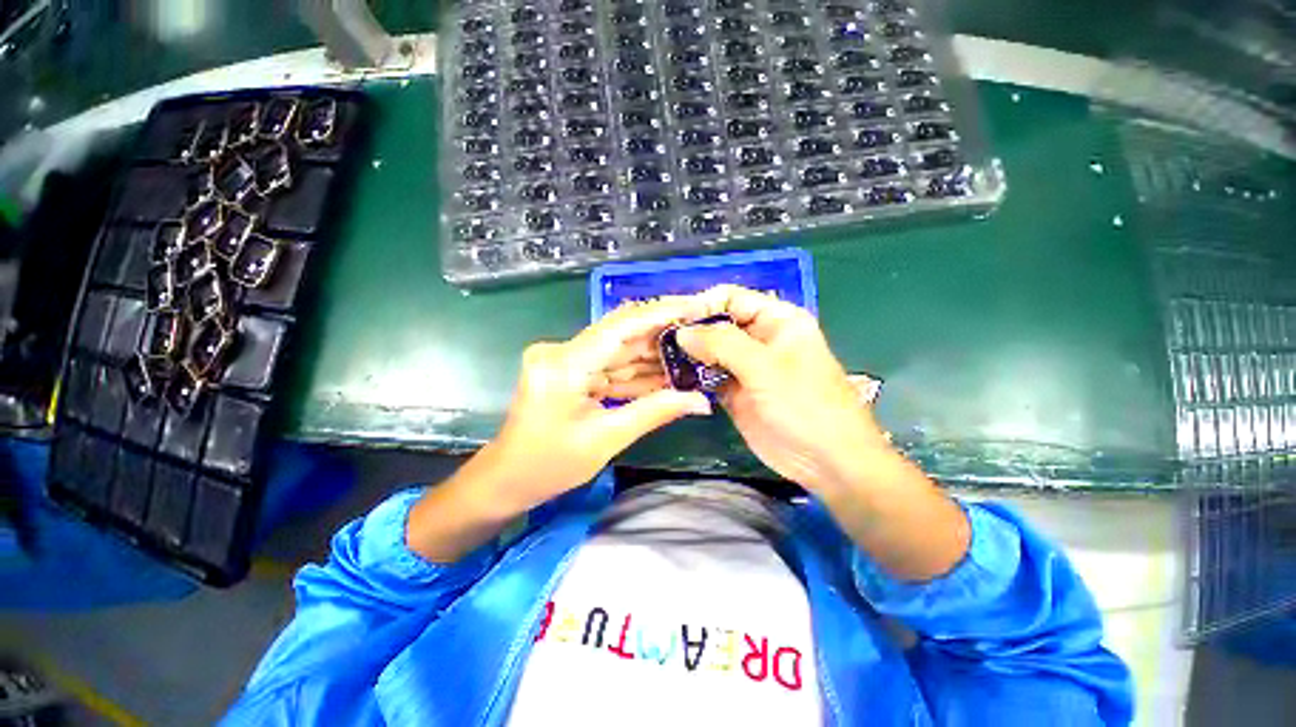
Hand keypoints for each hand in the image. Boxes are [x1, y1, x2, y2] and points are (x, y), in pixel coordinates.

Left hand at [481, 296, 714, 513]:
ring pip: (619, 350)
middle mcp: (562, 351)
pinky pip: (611, 366)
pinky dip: (637, 372)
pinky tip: (668, 373)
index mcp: (565, 364)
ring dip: (654, 354)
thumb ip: (655, 412)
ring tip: (694, 352)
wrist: (507, 479)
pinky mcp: (570, 370)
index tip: (695, 306)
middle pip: (621, 334)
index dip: (660, 313)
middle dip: (663, 333)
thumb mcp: (606, 439)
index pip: (620, 327)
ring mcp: (565, 359)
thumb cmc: (548, 466)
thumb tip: (700, 401)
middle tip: (702, 330)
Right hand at [679, 285, 892, 495]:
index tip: (673, 322)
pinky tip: (673, 380)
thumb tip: (682, 332)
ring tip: (660, 361)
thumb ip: (722, 344)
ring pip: (709, 351)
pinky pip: (708, 377)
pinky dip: (693, 378)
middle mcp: (759, 338)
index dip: (702, 305)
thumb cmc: (805, 406)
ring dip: (688, 355)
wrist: (826, 461)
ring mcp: (745, 367)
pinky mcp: (735, 391)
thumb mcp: (765, 368)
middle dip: (690, 332)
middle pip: (716, 324)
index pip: (731, 298)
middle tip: (658, 343)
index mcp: (776, 320)